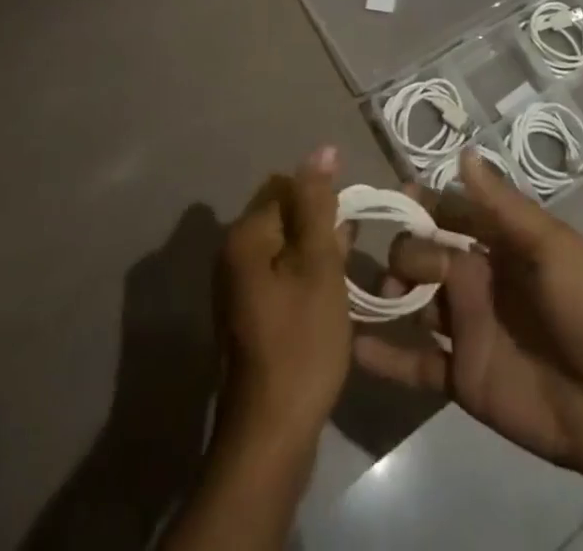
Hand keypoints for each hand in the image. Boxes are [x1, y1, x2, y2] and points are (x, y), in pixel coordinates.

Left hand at [213, 146, 352, 448]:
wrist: (271, 434)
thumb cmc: (301, 342)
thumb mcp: (319, 265)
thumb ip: (319, 204)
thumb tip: (322, 149)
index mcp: (245, 236)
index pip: (287, 185)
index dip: (323, 197)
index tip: (349, 224)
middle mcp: (232, 254)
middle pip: (284, 214)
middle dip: (320, 224)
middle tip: (349, 253)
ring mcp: (237, 286)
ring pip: (285, 246)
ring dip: (315, 251)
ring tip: (344, 275)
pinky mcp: (248, 313)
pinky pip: (281, 274)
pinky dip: (305, 276)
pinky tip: (329, 297)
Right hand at [352, 152, 582, 490]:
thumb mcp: (551, 248)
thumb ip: (502, 206)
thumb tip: (462, 152)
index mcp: (500, 242)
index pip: (450, 210)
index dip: (420, 202)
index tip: (389, 197)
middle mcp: (478, 277)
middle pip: (424, 252)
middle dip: (402, 251)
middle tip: (393, 271)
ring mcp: (467, 327)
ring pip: (414, 302)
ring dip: (384, 296)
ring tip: (356, 298)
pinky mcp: (463, 376)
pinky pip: (416, 362)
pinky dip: (386, 357)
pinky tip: (354, 349)